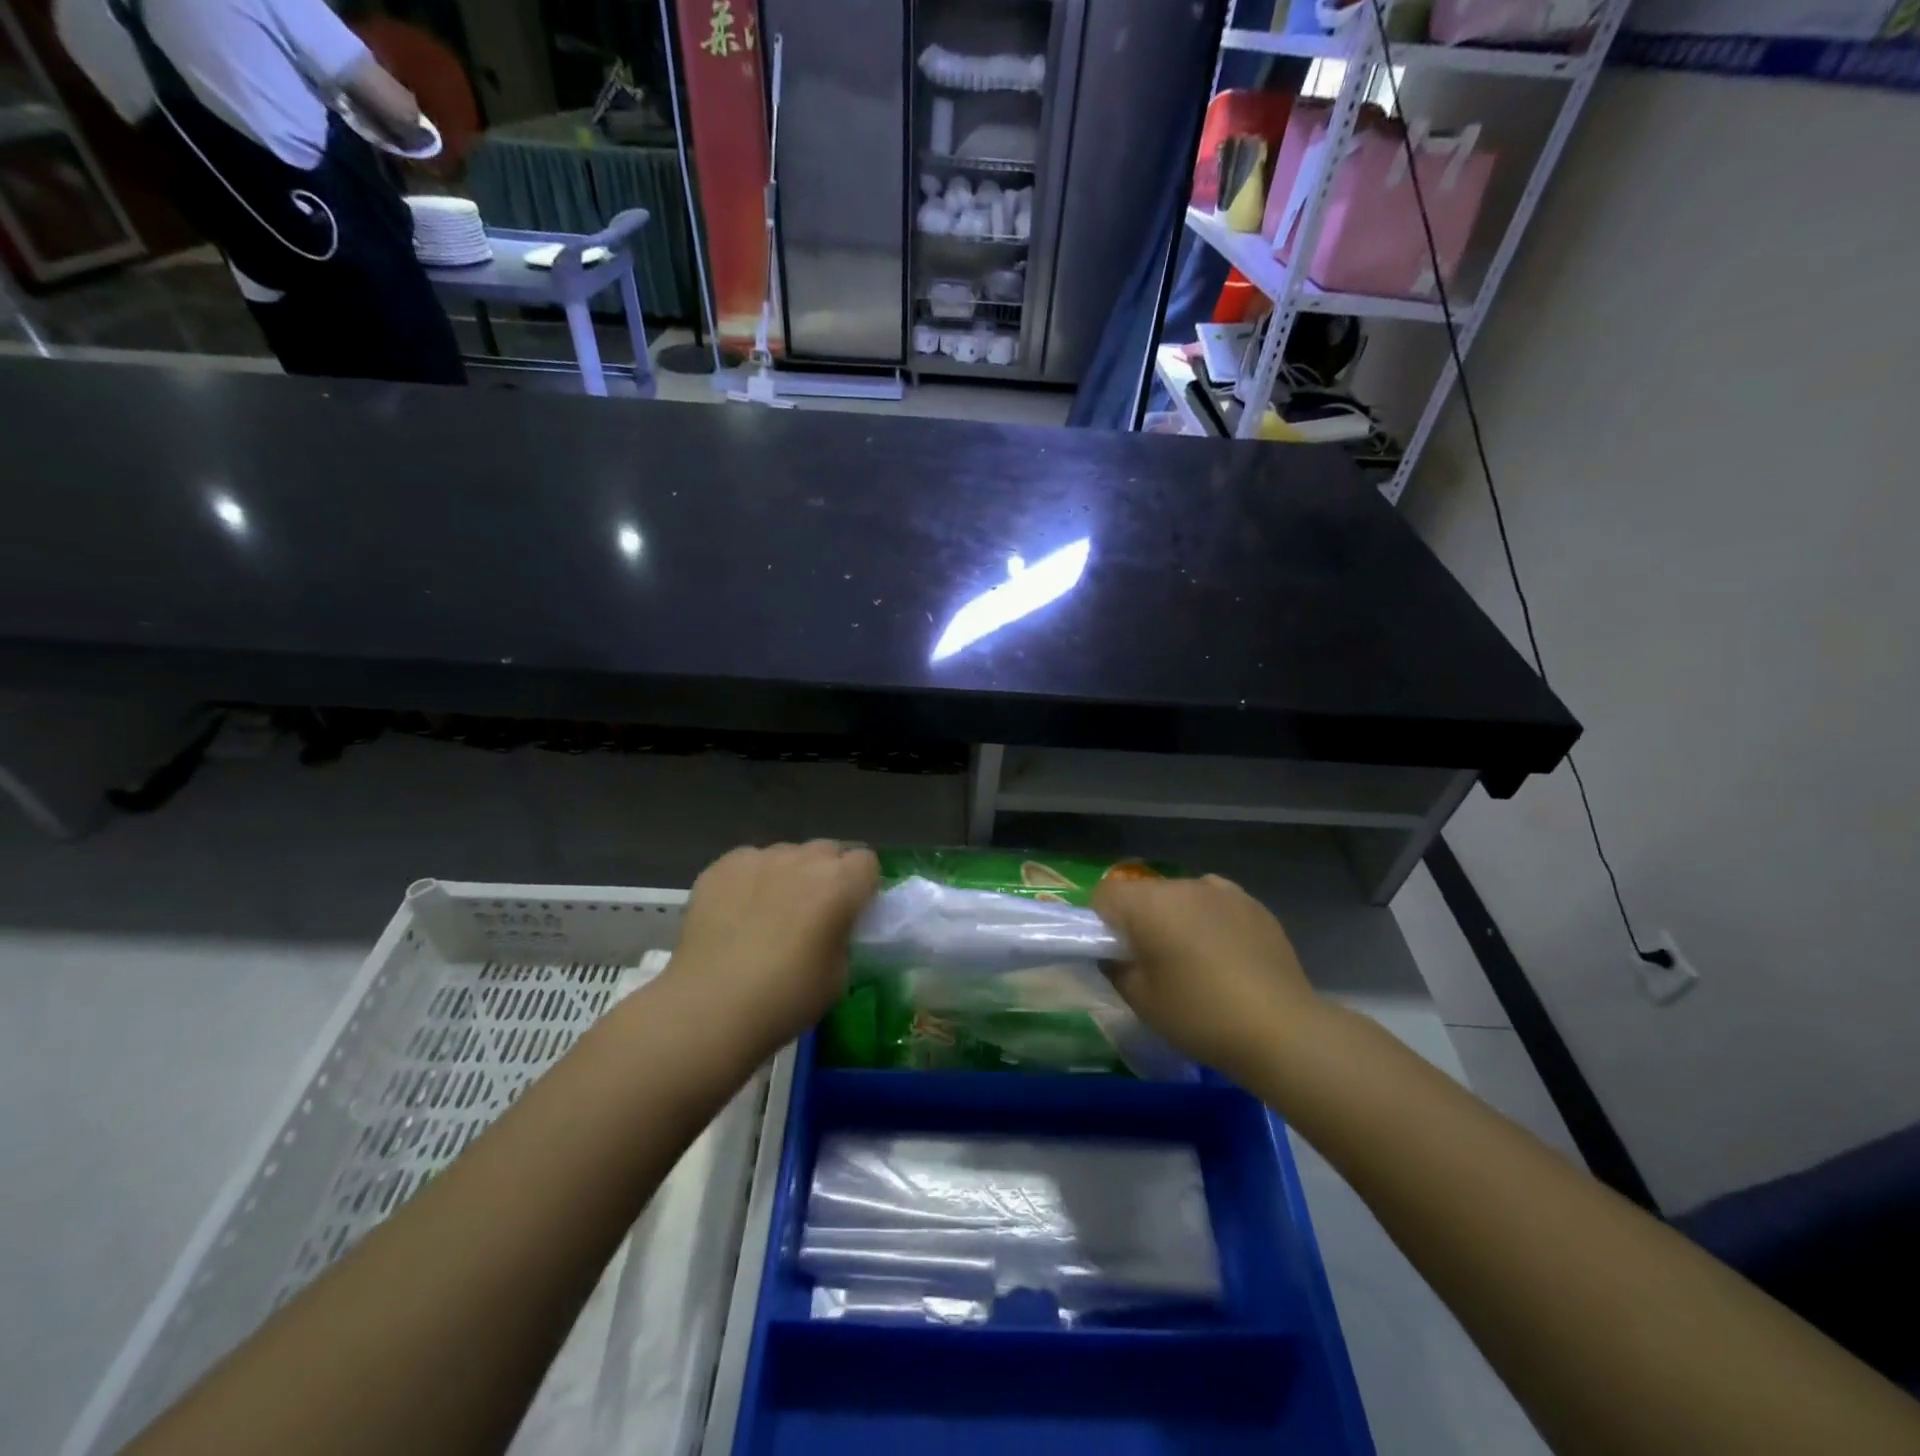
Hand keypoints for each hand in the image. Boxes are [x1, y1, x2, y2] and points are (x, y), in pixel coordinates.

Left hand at [663, 841, 878, 1058]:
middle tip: (814, 912)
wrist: (710, 1007)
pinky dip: (751, 880)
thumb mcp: (839, 975)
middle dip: (827, 874)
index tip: (852, 911)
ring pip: (787, 854)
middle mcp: (803, 860)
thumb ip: (843, 935)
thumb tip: (834, 926)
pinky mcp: (722, 866)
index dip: (862, 885)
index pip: (867, 861)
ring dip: (789, 875)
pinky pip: (750, 863)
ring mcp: (759, 858)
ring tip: (770, 912)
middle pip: (828, 851)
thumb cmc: (785, 998)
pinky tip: (737, 913)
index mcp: (839, 883)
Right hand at [1092, 873, 1319, 1081]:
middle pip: (1144, 893)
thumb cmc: (1199, 1015)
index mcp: (1148, 903)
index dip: (1102, 922)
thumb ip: (1115, 967)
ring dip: (1177, 917)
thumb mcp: (1141, 1000)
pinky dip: (1210, 919)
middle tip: (1154, 962)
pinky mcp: (1254, 904)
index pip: (1105, 894)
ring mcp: (1223, 891)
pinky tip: (1225, 954)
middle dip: (1141, 919)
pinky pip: (1216, 903)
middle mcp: (1183, 885)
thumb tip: (1115, 953)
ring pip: (1181, 896)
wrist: (1281, 1029)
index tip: (1117, 954)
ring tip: (1195, 959)